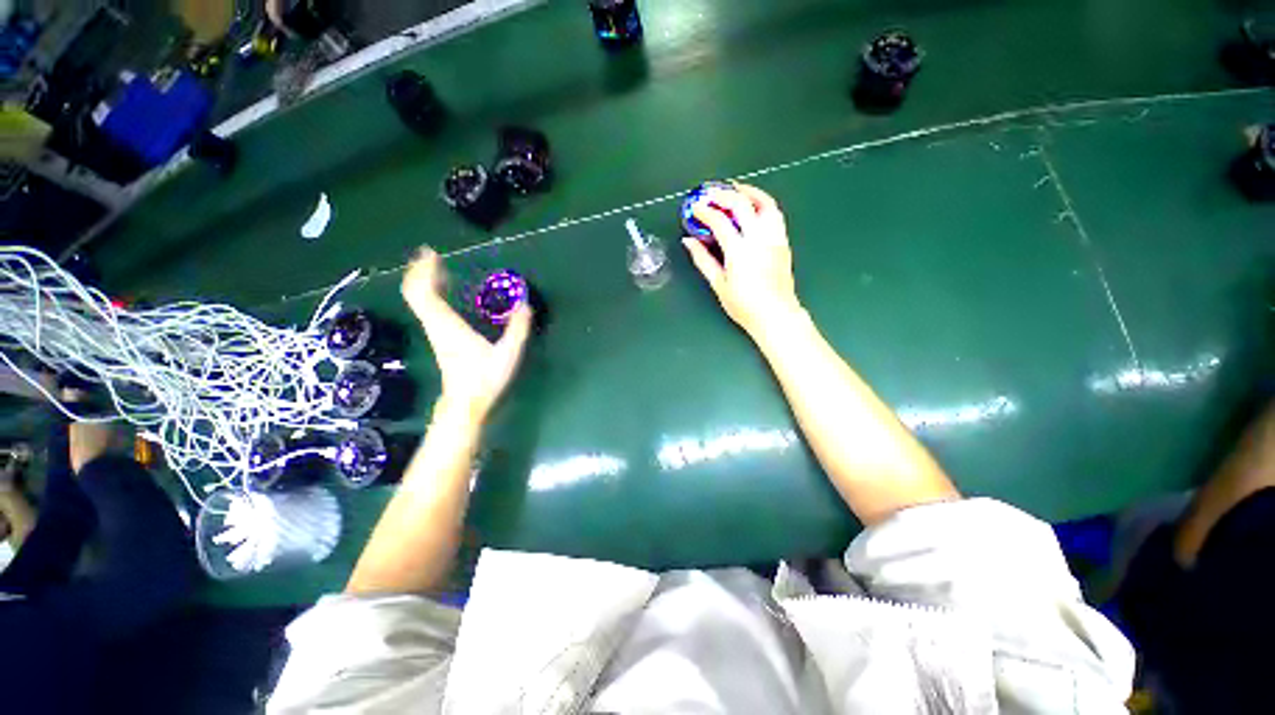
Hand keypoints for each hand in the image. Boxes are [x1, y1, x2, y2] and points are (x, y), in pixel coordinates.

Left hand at [402, 249, 532, 419]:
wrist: (466, 404)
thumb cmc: (485, 379)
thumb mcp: (508, 354)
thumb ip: (518, 329)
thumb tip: (526, 306)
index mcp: (449, 326)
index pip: (426, 294)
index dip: (425, 272)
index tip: (431, 253)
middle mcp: (436, 326)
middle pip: (416, 294)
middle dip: (419, 271)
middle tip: (430, 254)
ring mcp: (435, 332)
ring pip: (419, 301)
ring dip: (423, 281)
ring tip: (435, 267)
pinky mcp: (439, 338)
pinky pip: (427, 308)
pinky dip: (429, 294)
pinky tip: (442, 291)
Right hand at [682, 183, 802, 339]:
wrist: (775, 315)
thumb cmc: (744, 305)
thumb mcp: (718, 284)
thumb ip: (702, 259)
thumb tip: (688, 241)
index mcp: (739, 251)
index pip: (720, 221)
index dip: (705, 211)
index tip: (696, 208)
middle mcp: (758, 239)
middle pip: (742, 204)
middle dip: (723, 194)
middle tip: (710, 193)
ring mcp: (774, 238)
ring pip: (764, 202)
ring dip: (748, 191)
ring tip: (735, 189)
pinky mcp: (783, 241)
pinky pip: (774, 213)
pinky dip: (762, 203)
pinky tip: (753, 205)